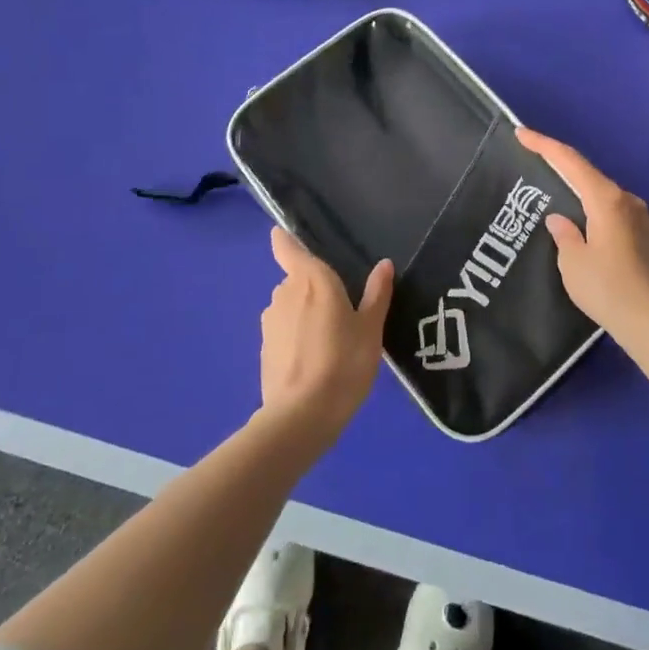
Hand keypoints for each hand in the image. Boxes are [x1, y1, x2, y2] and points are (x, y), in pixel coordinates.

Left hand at [259, 226, 392, 441]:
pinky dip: (296, 336)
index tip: (283, 234)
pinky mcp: (264, 348)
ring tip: (330, 339)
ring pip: (290, 305)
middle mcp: (285, 292)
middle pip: (297, 278)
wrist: (301, 416)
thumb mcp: (371, 329)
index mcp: (312, 278)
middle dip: (313, 287)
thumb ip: (376, 294)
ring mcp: (270, 320)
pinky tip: (314, 359)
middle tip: (341, 308)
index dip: (284, 239)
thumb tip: (384, 264)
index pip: (288, 247)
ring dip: (305, 313)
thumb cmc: (344, 362)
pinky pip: (284, 329)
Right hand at [517, 128, 648, 343]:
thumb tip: (560, 219)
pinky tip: (584, 224)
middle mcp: (628, 200)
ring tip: (556, 195)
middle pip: (589, 174)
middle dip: (562, 167)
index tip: (522, 132)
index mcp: (607, 199)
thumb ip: (564, 233)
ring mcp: (642, 218)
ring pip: (604, 194)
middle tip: (535, 162)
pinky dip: (595, 210)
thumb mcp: (572, 261)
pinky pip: (615, 212)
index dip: (544, 145)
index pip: (570, 161)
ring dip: (580, 191)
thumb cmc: (606, 288)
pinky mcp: (648, 237)